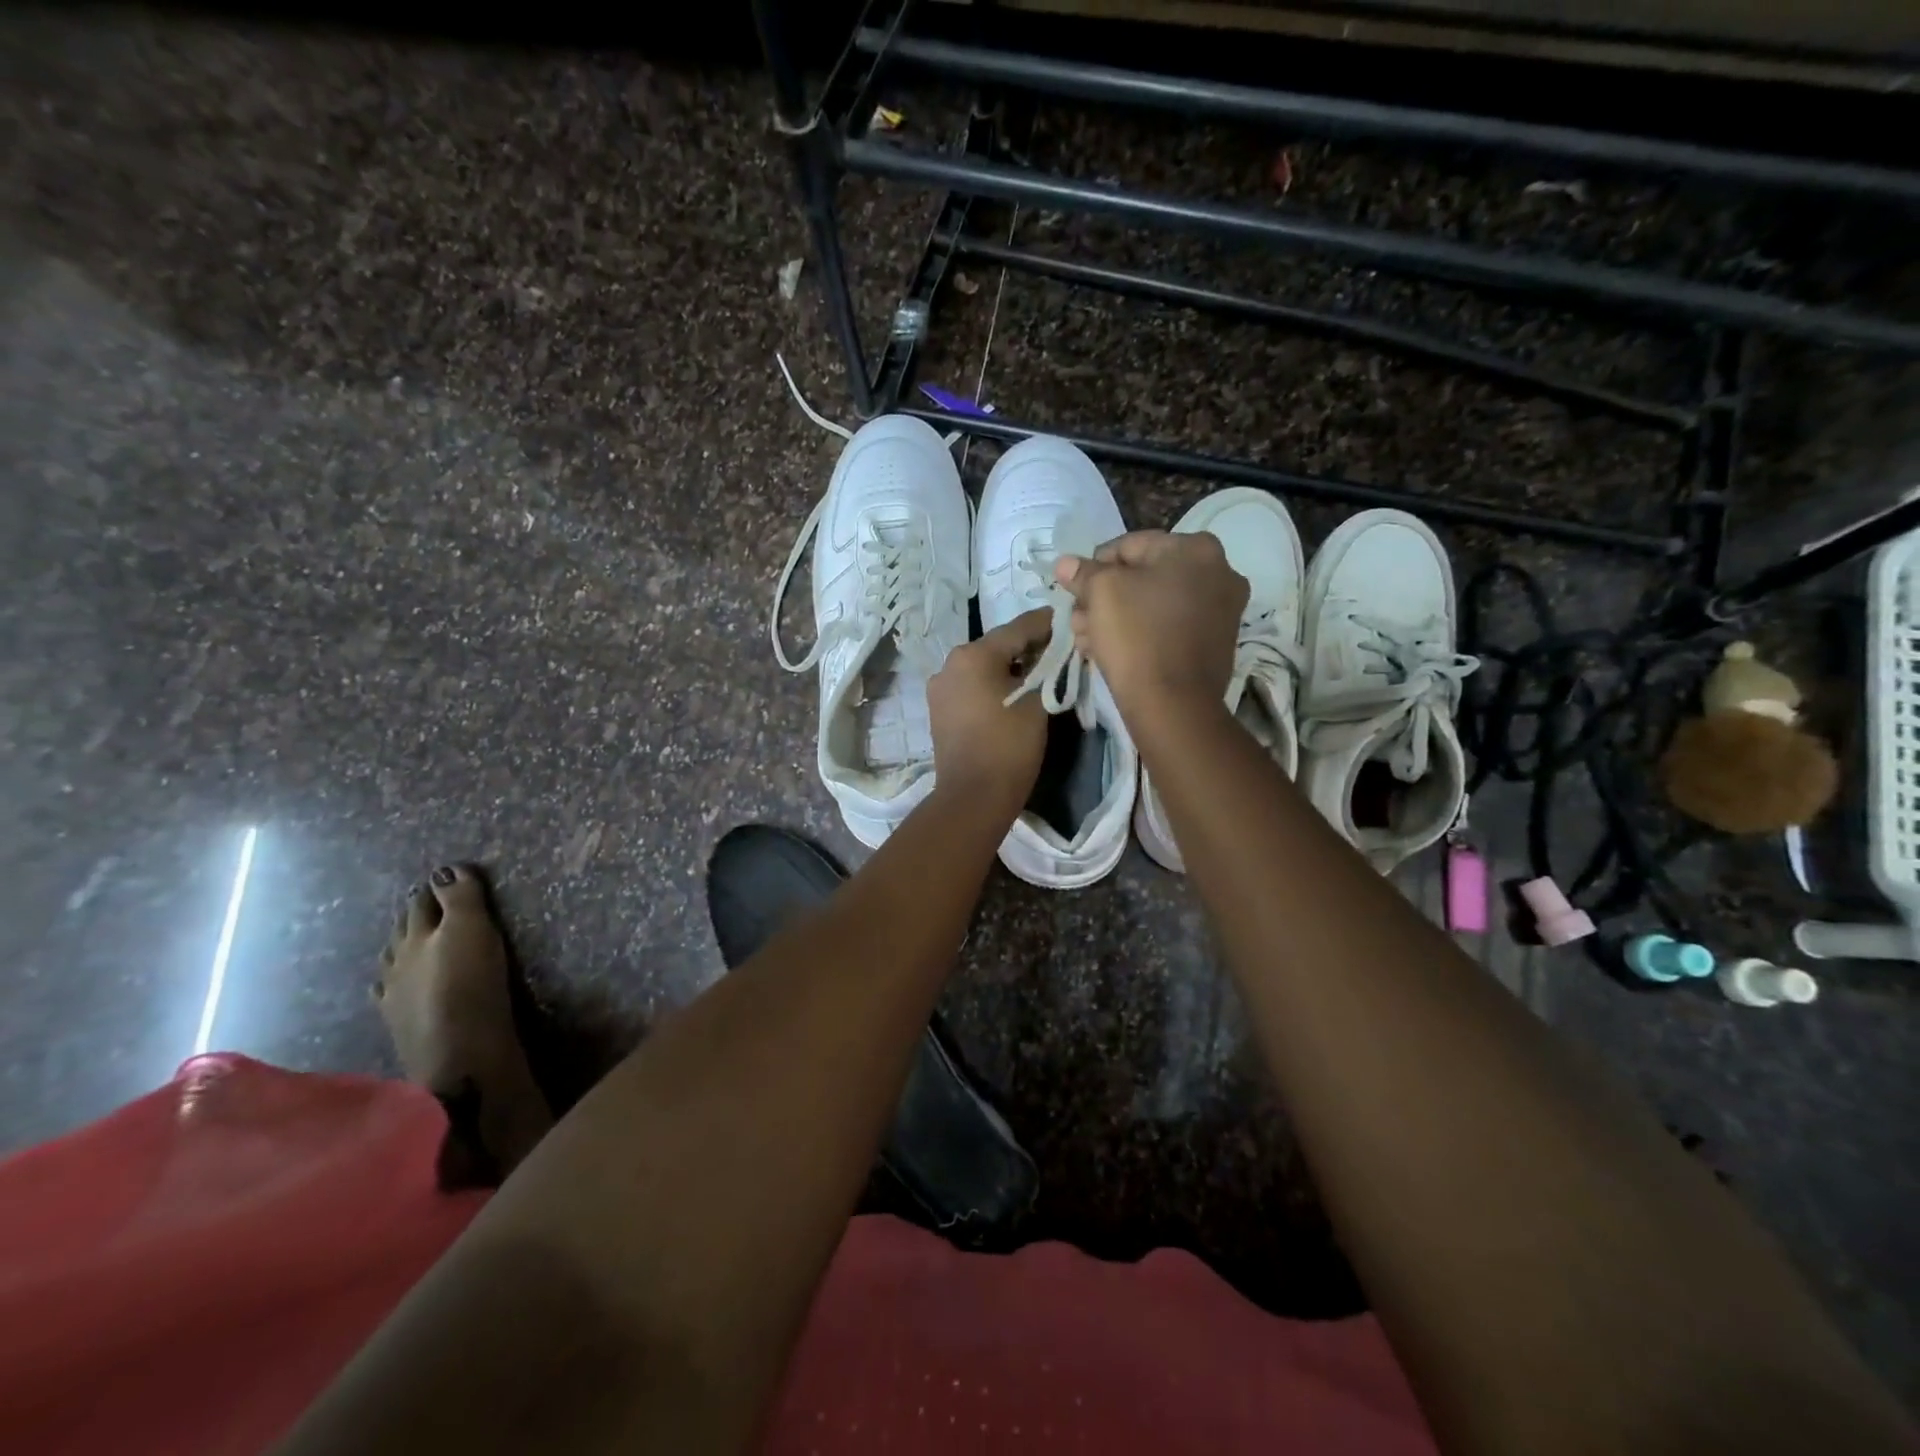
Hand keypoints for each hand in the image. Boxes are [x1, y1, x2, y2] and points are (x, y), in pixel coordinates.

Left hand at [927, 608, 1052, 813]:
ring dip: (1010, 666)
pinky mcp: (939, 709)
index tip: (1071, 618)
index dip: (1048, 623)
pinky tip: (1013, 693)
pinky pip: (971, 686)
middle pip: (998, 645)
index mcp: (973, 654)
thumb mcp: (1038, 702)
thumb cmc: (1010, 747)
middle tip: (1060, 649)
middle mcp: (950, 663)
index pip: (1019, 627)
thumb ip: (1048, 668)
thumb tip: (1056, 650)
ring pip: (983, 666)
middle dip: (1029, 646)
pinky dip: (993, 684)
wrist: (973, 797)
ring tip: (1040, 673)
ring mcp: (940, 687)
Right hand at [1056, 530, 1246, 721]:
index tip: (1074, 590)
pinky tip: (1112, 651)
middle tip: (1079, 619)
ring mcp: (1222, 610)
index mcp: (1196, 548)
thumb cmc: (1136, 635)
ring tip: (1088, 639)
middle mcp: (1219, 572)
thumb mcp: (1100, 592)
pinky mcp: (1216, 644)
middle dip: (1105, 597)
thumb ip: (1082, 572)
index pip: (1130, 545)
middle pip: (1144, 576)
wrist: (1173, 704)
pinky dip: (1142, 634)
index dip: (1094, 566)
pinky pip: (1170, 628)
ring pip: (1155, 604)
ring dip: (1117, 617)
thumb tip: (1066, 563)